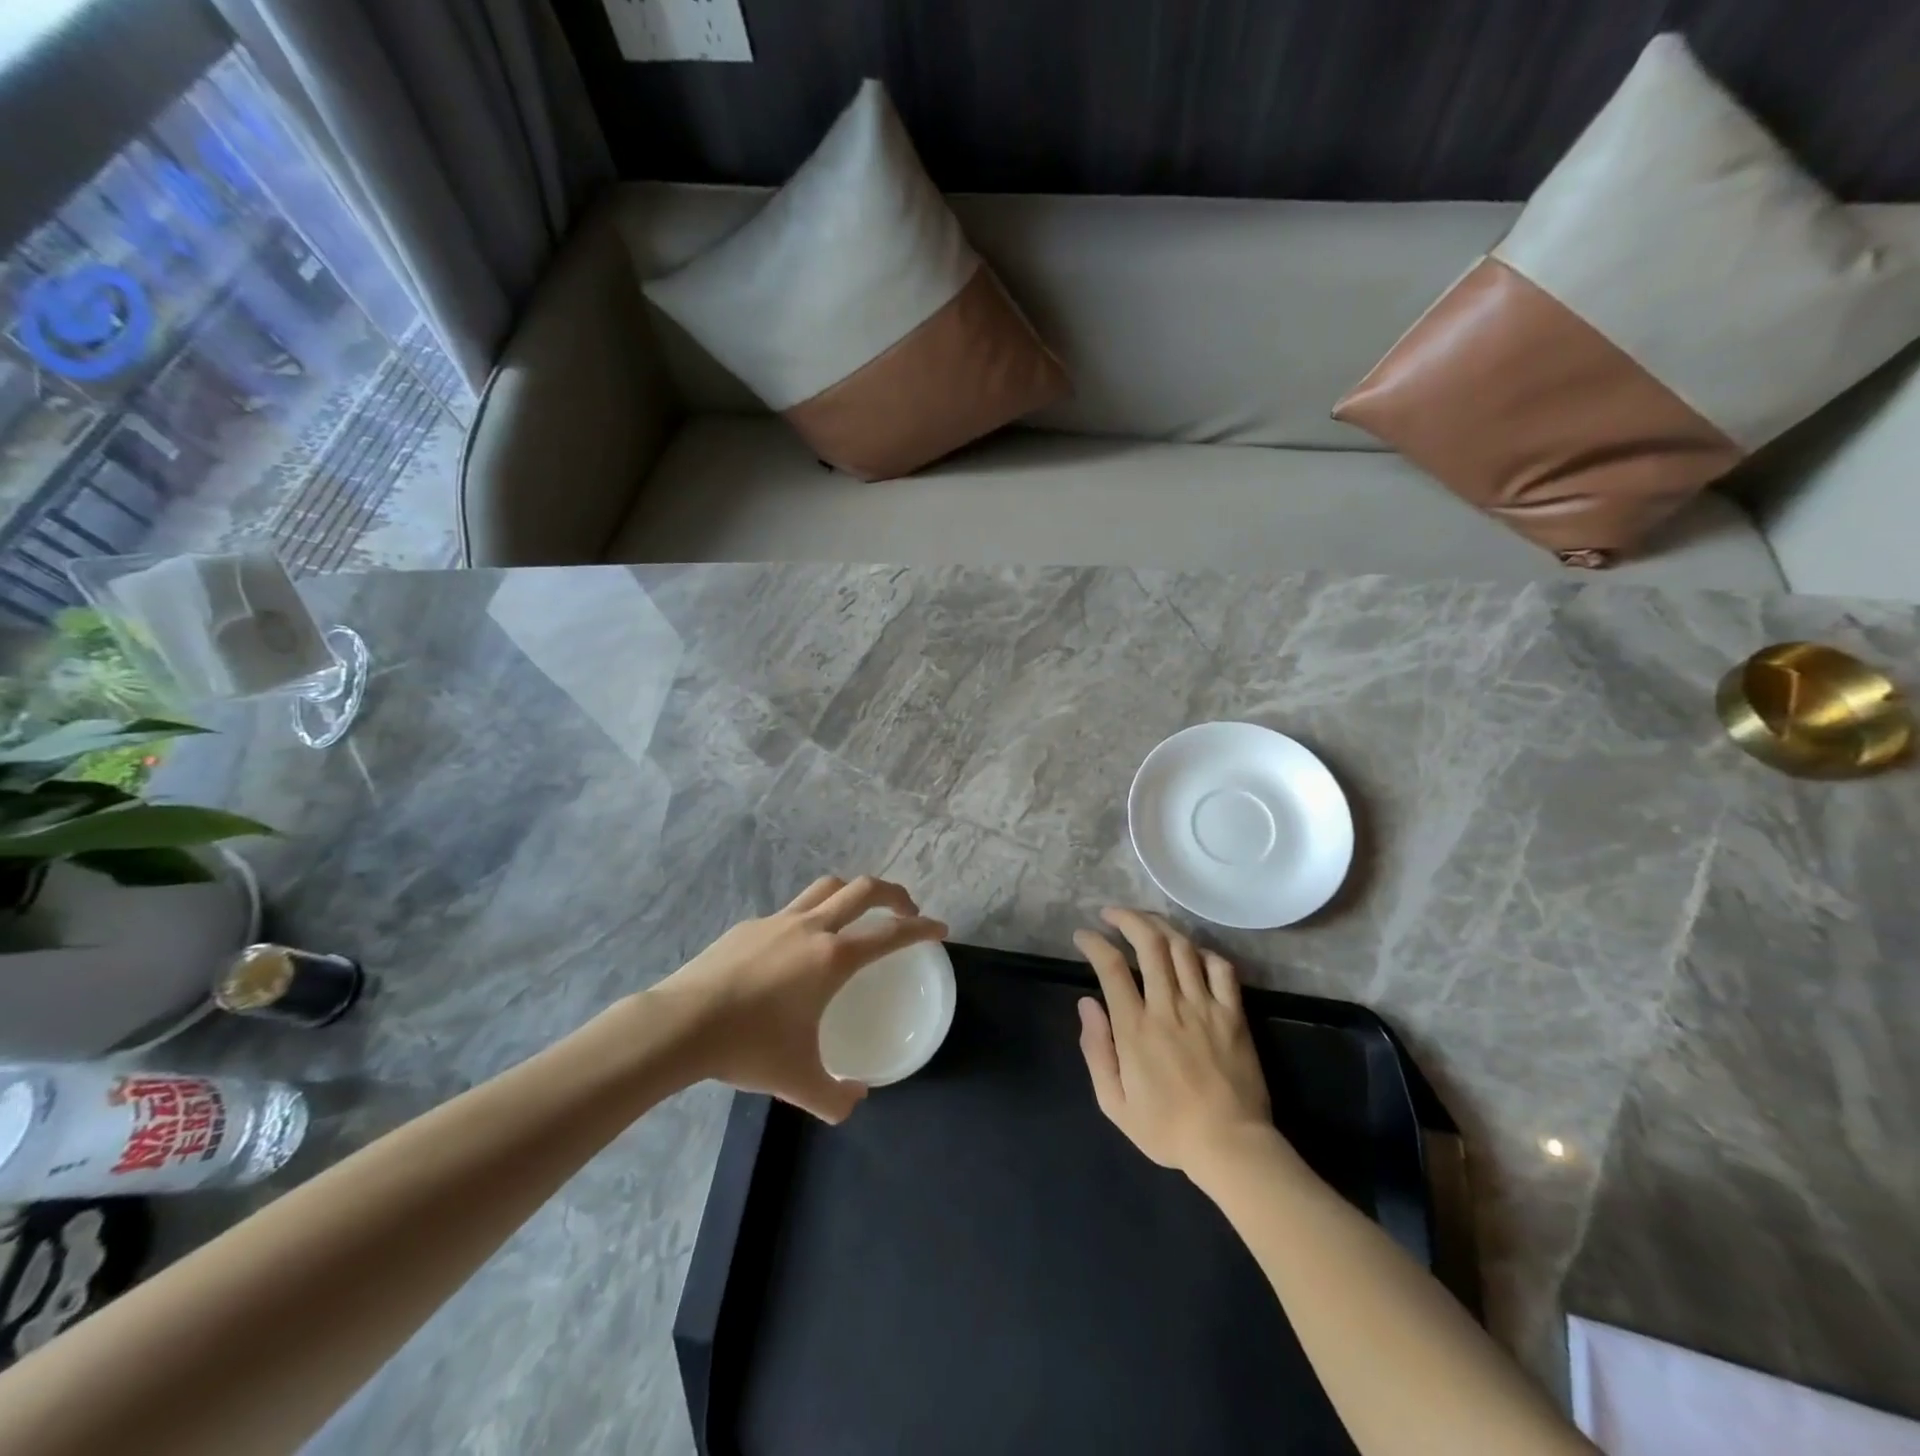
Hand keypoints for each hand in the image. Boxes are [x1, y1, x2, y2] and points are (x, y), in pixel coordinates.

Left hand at [651, 876, 947, 1122]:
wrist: (681, 1024)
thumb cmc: (749, 1047)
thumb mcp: (799, 1082)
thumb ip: (835, 1097)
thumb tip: (856, 1100)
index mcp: (833, 958)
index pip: (891, 933)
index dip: (921, 928)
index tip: (940, 928)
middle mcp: (812, 928)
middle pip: (864, 889)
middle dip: (893, 894)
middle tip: (905, 910)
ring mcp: (778, 920)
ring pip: (827, 887)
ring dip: (852, 893)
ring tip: (857, 914)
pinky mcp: (749, 925)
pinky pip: (792, 910)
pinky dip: (810, 916)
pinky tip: (797, 948)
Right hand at [1074, 909, 1272, 1174]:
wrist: (1230, 1146)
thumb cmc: (1166, 1129)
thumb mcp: (1113, 1103)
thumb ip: (1096, 1050)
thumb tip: (1086, 1003)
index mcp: (1135, 1028)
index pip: (1110, 966)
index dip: (1093, 943)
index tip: (1083, 936)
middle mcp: (1168, 1007)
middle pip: (1149, 943)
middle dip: (1127, 919)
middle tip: (1112, 914)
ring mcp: (1205, 1007)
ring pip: (1182, 947)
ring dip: (1160, 926)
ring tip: (1145, 921)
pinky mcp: (1233, 1014)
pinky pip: (1221, 968)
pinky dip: (1203, 951)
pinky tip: (1191, 952)